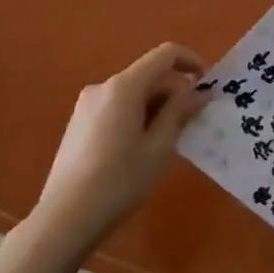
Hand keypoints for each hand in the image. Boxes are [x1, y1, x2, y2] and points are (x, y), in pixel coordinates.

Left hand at [32, 42, 208, 256]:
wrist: (65, 218)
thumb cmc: (119, 180)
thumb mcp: (159, 147)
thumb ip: (180, 112)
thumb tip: (200, 93)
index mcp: (124, 86)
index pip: (165, 54)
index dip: (191, 61)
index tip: (208, 83)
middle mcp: (103, 86)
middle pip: (148, 74)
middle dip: (174, 91)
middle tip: (193, 120)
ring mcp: (87, 104)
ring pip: (133, 92)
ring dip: (156, 105)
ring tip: (168, 139)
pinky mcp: (79, 123)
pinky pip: (117, 106)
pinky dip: (137, 115)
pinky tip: (140, 148)